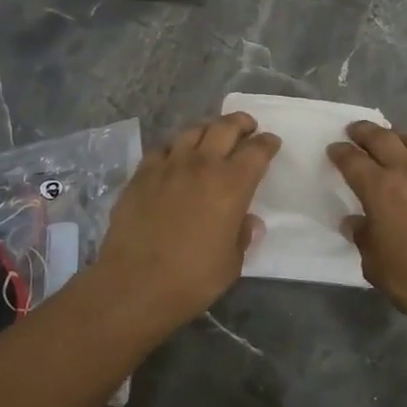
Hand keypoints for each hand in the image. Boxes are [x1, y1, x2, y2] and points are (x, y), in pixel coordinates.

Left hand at [90, 112, 279, 333]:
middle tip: (247, 127)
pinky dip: (174, 147)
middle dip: (241, 122)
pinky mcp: (141, 173)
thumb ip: (242, 236)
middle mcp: (202, 165)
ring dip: (208, 129)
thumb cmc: (192, 279)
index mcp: (232, 185)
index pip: (257, 151)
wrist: (135, 283)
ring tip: (212, 136)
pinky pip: (162, 148)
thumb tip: (249, 222)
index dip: (267, 143)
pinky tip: (174, 157)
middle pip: (225, 127)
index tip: (271, 143)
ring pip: (192, 130)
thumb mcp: (231, 263)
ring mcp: (168, 165)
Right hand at [328, 124, 406, 347]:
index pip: (352, 160)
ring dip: (401, 137)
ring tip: (396, 142)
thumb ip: (362, 237)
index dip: (340, 152)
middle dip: (365, 132)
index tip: (334, 149)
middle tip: (357, 131)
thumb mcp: (375, 266)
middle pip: (383, 138)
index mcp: (380, 190)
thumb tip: (354, 221)